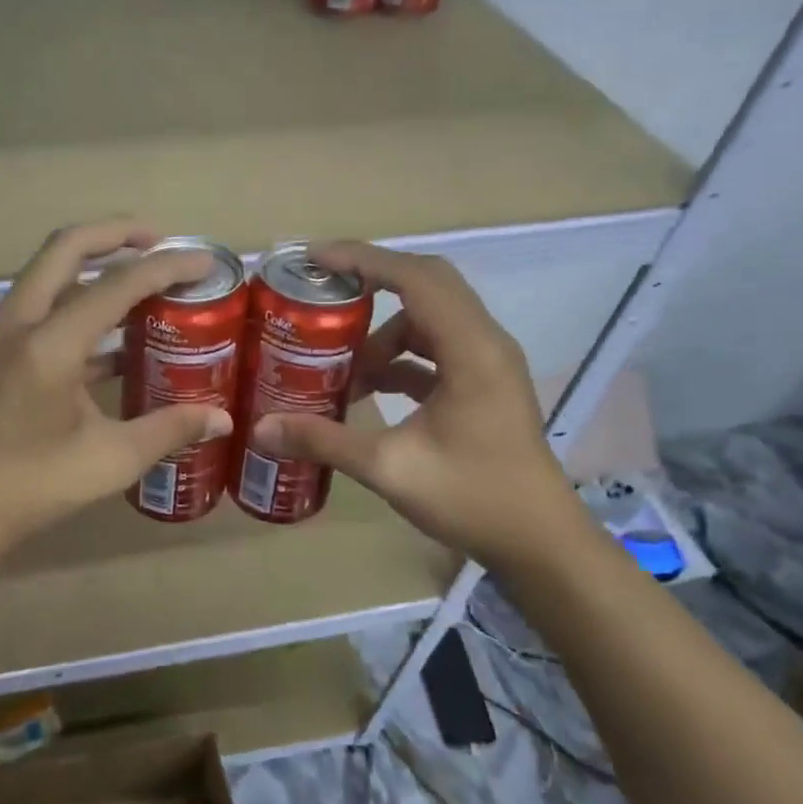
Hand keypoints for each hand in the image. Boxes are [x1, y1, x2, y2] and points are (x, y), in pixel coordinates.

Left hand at [0, 219, 233, 558]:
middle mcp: (17, 322)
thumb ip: (169, 429)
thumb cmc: (34, 487)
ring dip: (95, 265)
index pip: (115, 286)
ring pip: (49, 272)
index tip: (203, 262)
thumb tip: (223, 418)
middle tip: (162, 242)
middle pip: (67, 247)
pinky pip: (40, 304)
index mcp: (48, 346)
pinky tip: (116, 336)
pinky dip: (77, 302)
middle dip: (117, 234)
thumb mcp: (111, 460)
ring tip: (144, 281)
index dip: (164, 268)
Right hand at [248, 242, 591, 570]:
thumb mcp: (390, 469)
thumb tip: (260, 428)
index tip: (315, 259)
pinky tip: (368, 387)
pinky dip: (400, 356)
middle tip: (323, 290)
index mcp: (471, 350)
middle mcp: (485, 342)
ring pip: (430, 317)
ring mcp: (488, 362)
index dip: (363, 260)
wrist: (542, 544)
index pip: (415, 278)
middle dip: (372, 280)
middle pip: (427, 283)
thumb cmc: (474, 498)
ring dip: (385, 329)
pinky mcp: (485, 383)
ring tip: (342, 360)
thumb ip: (324, 440)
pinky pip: (437, 347)